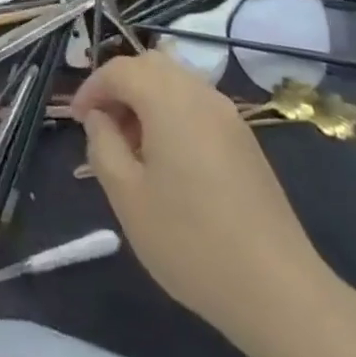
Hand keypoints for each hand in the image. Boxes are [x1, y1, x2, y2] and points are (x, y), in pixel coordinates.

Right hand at [71, 52, 330, 344]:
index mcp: (168, 98)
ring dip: (147, 99)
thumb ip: (103, 145)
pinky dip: (172, 114)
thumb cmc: (190, 240)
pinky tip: (168, 161)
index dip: (92, 88)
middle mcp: (200, 93)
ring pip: (176, 83)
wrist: (278, 291)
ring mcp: (228, 115)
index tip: (76, 120)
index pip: (119, 70)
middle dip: (120, 86)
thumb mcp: (127, 196)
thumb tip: (99, 119)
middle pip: (150, 65)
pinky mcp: (245, 140)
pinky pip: (197, 105)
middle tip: (103, 127)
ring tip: (132, 147)